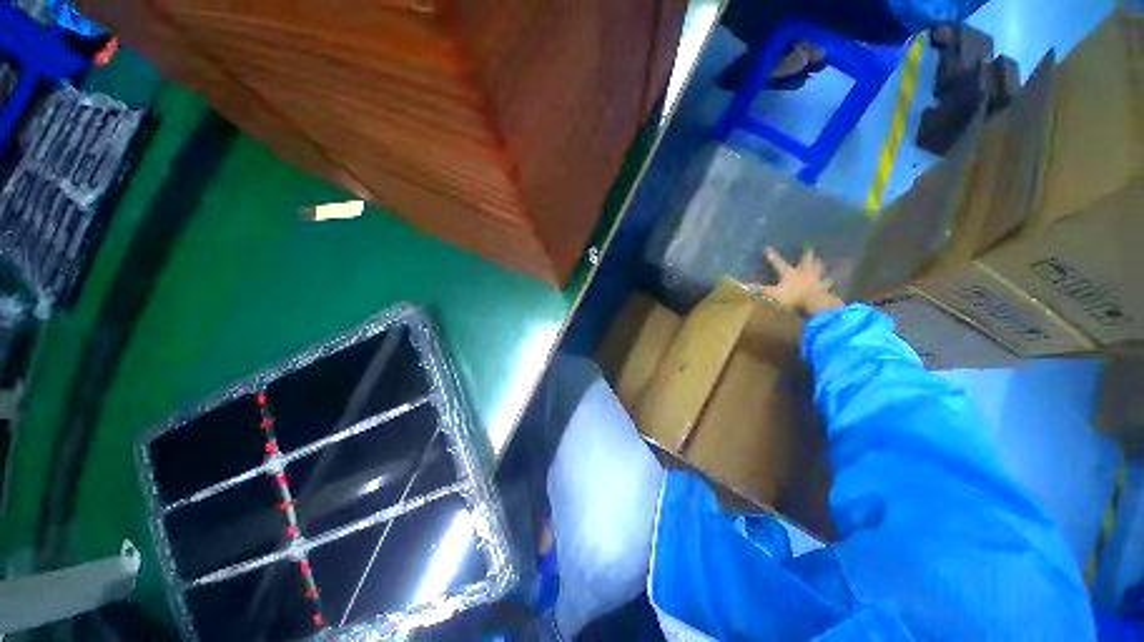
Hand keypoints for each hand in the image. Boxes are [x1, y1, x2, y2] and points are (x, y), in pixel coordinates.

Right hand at [759, 247, 843, 316]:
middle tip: (808, 246)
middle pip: (805, 261)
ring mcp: (816, 279)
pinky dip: (834, 279)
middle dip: (806, 254)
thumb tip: (742, 285)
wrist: (814, 304)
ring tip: (821, 259)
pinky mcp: (824, 287)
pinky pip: (830, 282)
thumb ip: (759, 290)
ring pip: (818, 268)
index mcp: (789, 273)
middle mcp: (803, 273)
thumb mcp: (772, 294)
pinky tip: (839, 276)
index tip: (767, 248)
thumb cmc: (792, 298)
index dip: (772, 256)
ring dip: (819, 264)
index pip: (778, 262)